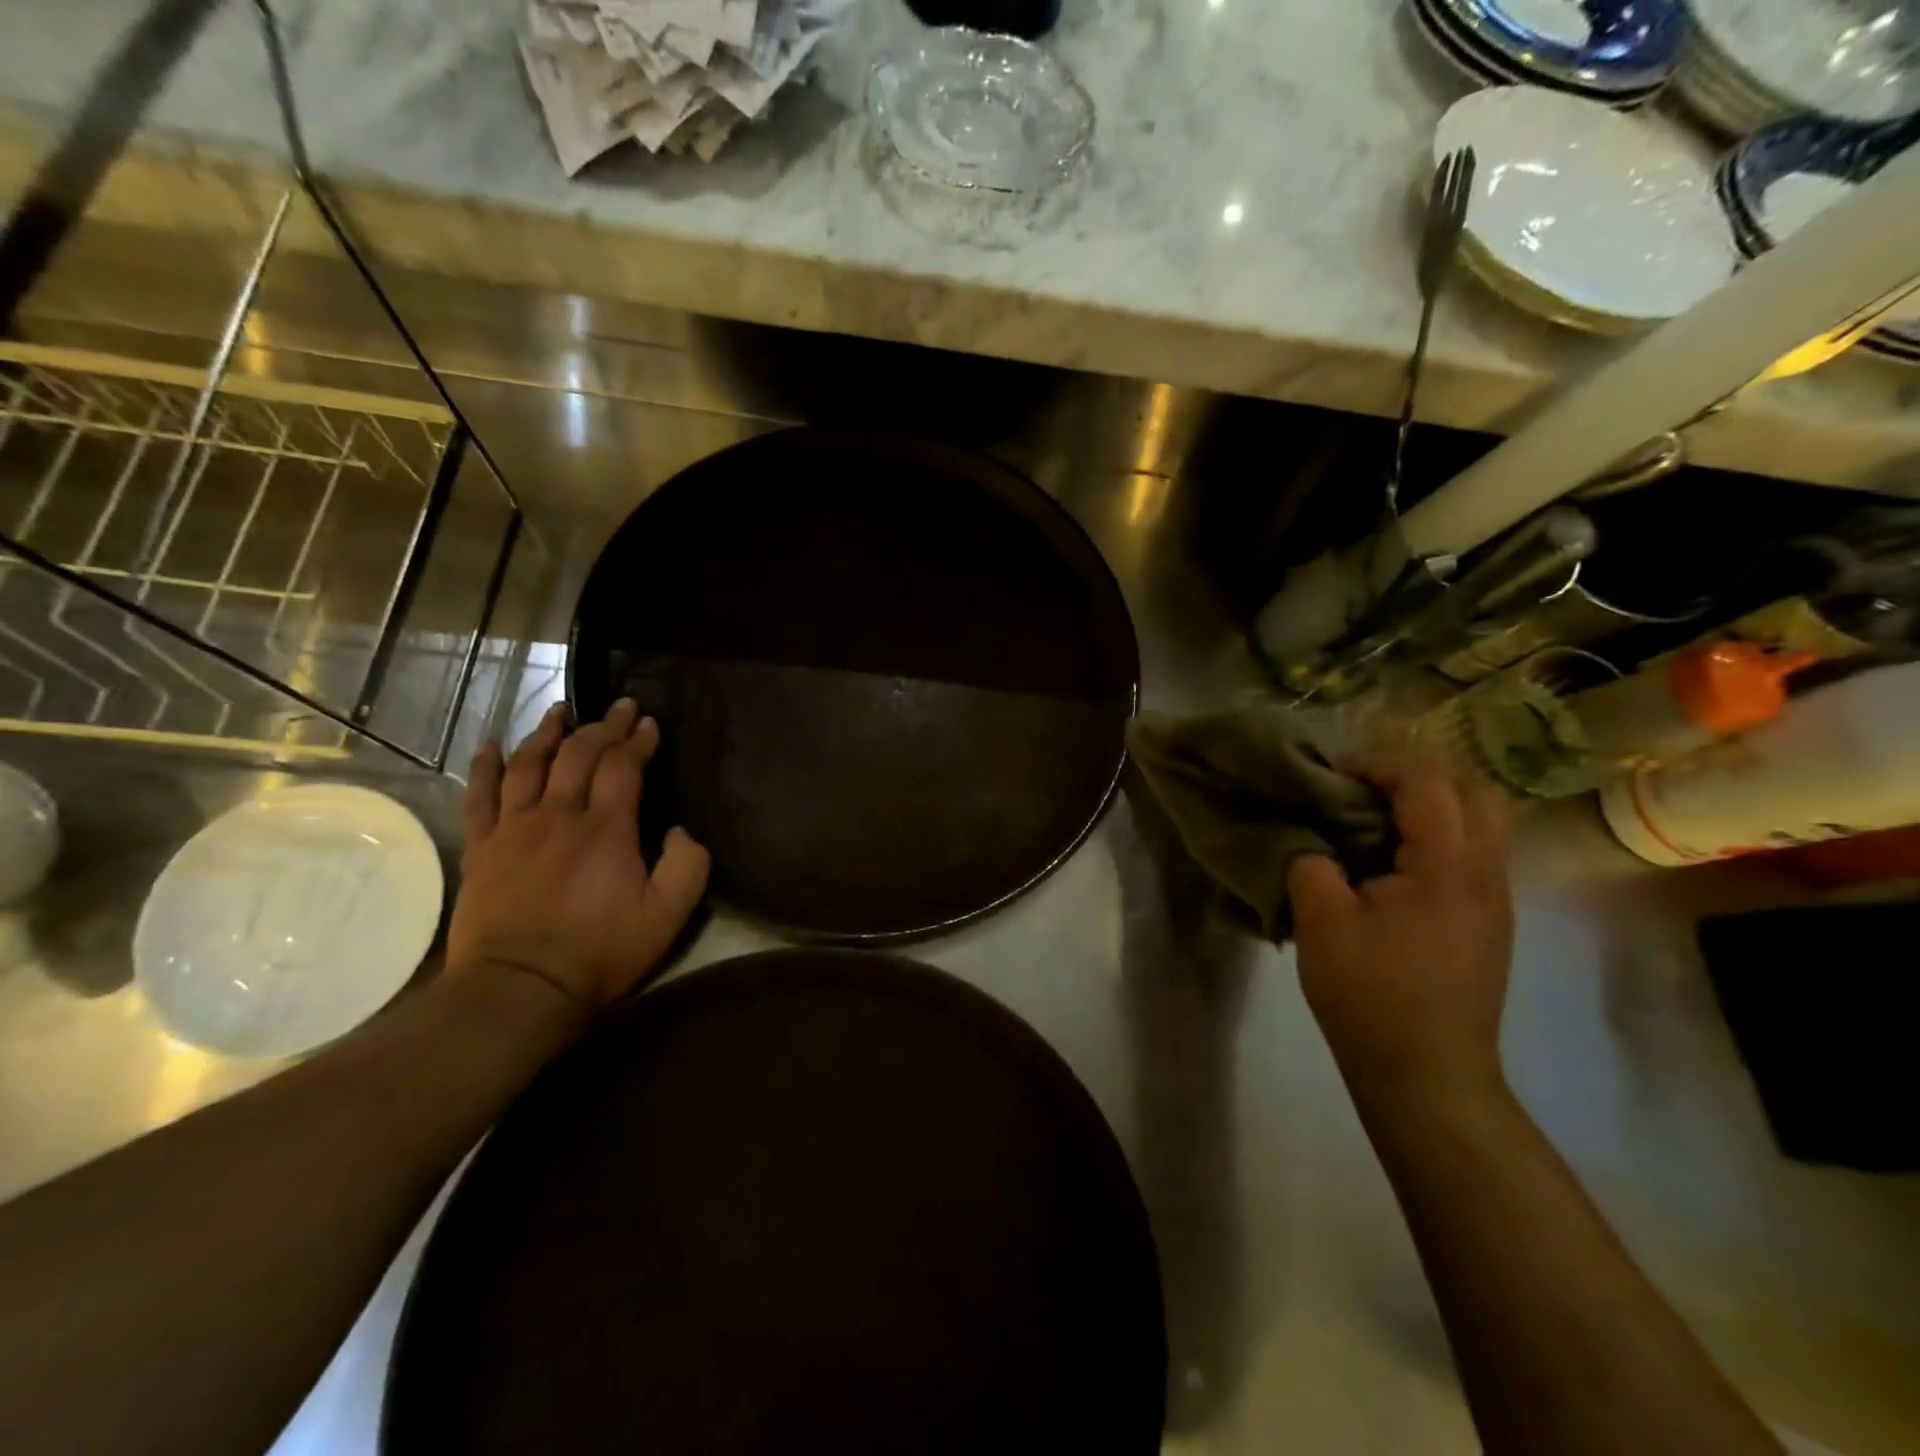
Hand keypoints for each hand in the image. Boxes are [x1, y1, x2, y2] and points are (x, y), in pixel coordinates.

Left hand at [447, 699, 709, 1025]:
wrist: (520, 988)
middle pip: (579, 754)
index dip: (638, 740)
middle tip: (619, 707)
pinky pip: (480, 795)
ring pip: (529, 764)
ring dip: (548, 733)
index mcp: (606, 827)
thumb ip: (688, 865)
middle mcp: (559, 814)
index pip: (623, 766)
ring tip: (561, 711)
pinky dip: (486, 766)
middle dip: (603, 726)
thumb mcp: (667, 915)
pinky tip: (491, 746)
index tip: (650, 724)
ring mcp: (514, 828)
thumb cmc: (599, 951)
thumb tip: (681, 830)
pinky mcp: (483, 848)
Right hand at [1287, 759, 1512, 1102]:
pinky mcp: (1488, 926)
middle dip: (1422, 778)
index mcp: (1447, 867)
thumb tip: (1317, 849)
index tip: (1336, 777)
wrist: (1428, 1075)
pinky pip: (1472, 857)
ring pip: (1483, 826)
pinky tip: (1391, 870)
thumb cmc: (1371, 994)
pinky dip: (1436, 841)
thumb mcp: (1320, 922)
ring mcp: (1495, 903)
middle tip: (1368, 791)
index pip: (1429, 783)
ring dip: (1433, 809)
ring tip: (1374, 827)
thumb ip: (1312, 865)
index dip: (1380, 766)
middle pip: (1478, 792)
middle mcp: (1486, 875)